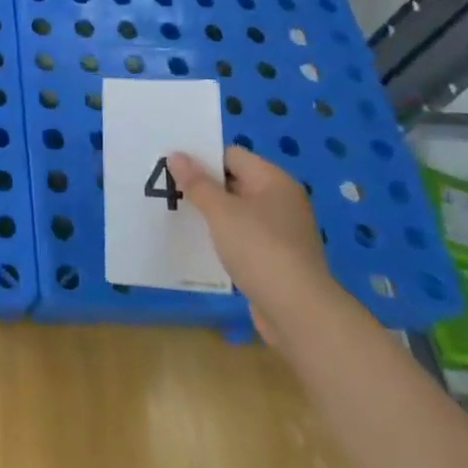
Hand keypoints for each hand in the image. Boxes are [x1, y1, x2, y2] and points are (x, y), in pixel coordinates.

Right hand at [171, 146, 331, 344]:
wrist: (299, 312)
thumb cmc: (259, 249)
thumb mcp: (221, 212)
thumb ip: (197, 183)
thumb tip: (176, 155)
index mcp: (273, 180)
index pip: (231, 155)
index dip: (201, 158)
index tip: (172, 167)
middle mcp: (281, 201)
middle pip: (234, 182)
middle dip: (203, 186)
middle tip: (168, 189)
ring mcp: (281, 232)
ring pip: (237, 213)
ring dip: (211, 215)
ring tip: (178, 216)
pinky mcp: (277, 259)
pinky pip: (243, 238)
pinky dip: (223, 239)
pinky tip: (200, 246)